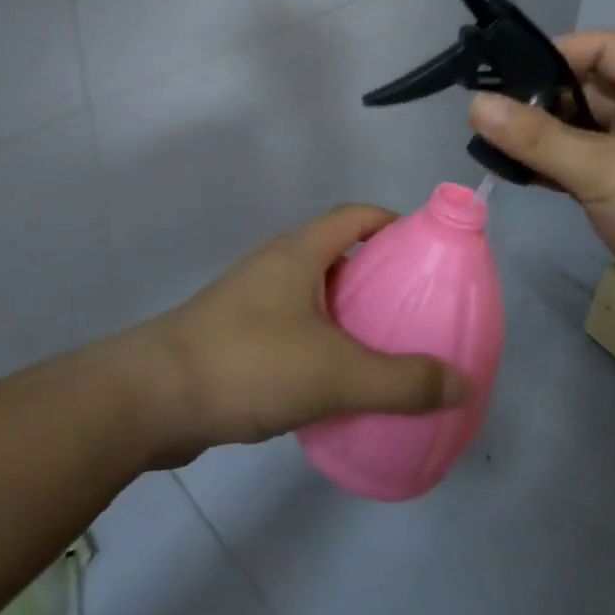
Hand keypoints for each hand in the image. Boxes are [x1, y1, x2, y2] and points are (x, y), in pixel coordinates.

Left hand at [129, 205, 471, 466]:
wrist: (152, 399)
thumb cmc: (248, 364)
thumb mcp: (335, 374)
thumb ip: (402, 381)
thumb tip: (462, 382)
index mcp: (300, 252)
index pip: (356, 215)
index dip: (394, 223)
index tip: (427, 252)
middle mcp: (276, 266)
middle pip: (339, 254)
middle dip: (379, 276)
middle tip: (416, 309)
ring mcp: (252, 301)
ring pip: (315, 295)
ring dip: (350, 314)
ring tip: (386, 349)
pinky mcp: (237, 337)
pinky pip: (294, 328)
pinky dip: (322, 344)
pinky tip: (337, 384)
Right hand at [468, 32, 614, 373]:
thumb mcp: (604, 168)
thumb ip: (536, 138)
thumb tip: (474, 105)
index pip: (600, 49)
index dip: (554, 52)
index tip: (504, 71)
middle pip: (585, 90)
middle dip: (537, 97)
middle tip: (484, 111)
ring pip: (578, 132)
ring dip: (539, 136)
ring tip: (487, 141)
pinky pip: (579, 167)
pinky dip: (549, 167)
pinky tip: (514, 173)